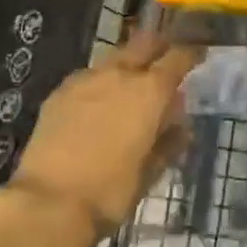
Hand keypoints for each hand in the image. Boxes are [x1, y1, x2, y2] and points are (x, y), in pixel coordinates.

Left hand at [7, 30, 198, 240]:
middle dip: (160, 45)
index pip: (179, 57)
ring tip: (130, 84)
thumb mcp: (150, 173)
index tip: (199, 54)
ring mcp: (87, 79)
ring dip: (128, 63)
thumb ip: (168, 143)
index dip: (192, 53)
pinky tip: (97, 102)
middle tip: (166, 57)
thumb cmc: (109, 192)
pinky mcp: (60, 91)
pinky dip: (100, 82)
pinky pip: (89, 76)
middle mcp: (120, 73)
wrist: (47, 204)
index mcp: (150, 91)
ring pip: (115, 57)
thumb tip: (181, 126)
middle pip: (146, 42)